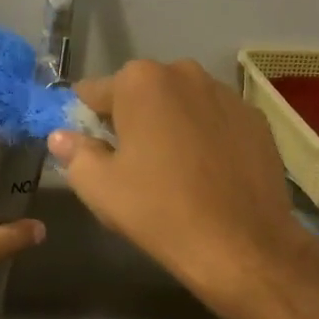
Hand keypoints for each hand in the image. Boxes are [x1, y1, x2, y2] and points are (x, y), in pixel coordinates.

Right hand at [47, 59, 318, 318]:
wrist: (242, 245)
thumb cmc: (159, 211)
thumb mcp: (98, 187)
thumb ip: (74, 153)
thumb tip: (61, 136)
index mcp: (140, 81)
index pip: (95, 92)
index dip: (87, 118)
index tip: (89, 146)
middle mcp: (185, 73)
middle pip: (142, 92)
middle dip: (132, 118)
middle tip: (131, 162)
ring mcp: (226, 94)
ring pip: (182, 104)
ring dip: (171, 125)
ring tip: (173, 169)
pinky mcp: (257, 120)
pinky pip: (216, 121)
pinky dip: (206, 137)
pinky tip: (208, 174)